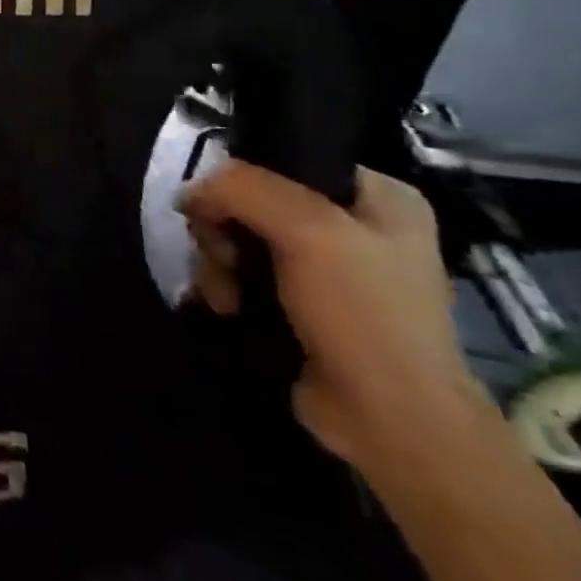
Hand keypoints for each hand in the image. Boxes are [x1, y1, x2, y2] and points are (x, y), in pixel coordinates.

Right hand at [181, 161, 485, 469]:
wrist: (391, 422)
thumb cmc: (364, 314)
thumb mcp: (307, 230)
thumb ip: (242, 189)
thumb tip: (189, 194)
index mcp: (378, 195)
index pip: (285, 157)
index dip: (243, 178)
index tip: (220, 210)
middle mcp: (353, 224)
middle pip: (251, 199)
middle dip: (223, 229)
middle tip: (224, 257)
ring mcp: (325, 268)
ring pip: (238, 237)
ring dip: (217, 263)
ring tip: (226, 296)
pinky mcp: (299, 303)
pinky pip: (242, 272)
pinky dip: (225, 286)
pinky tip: (228, 308)